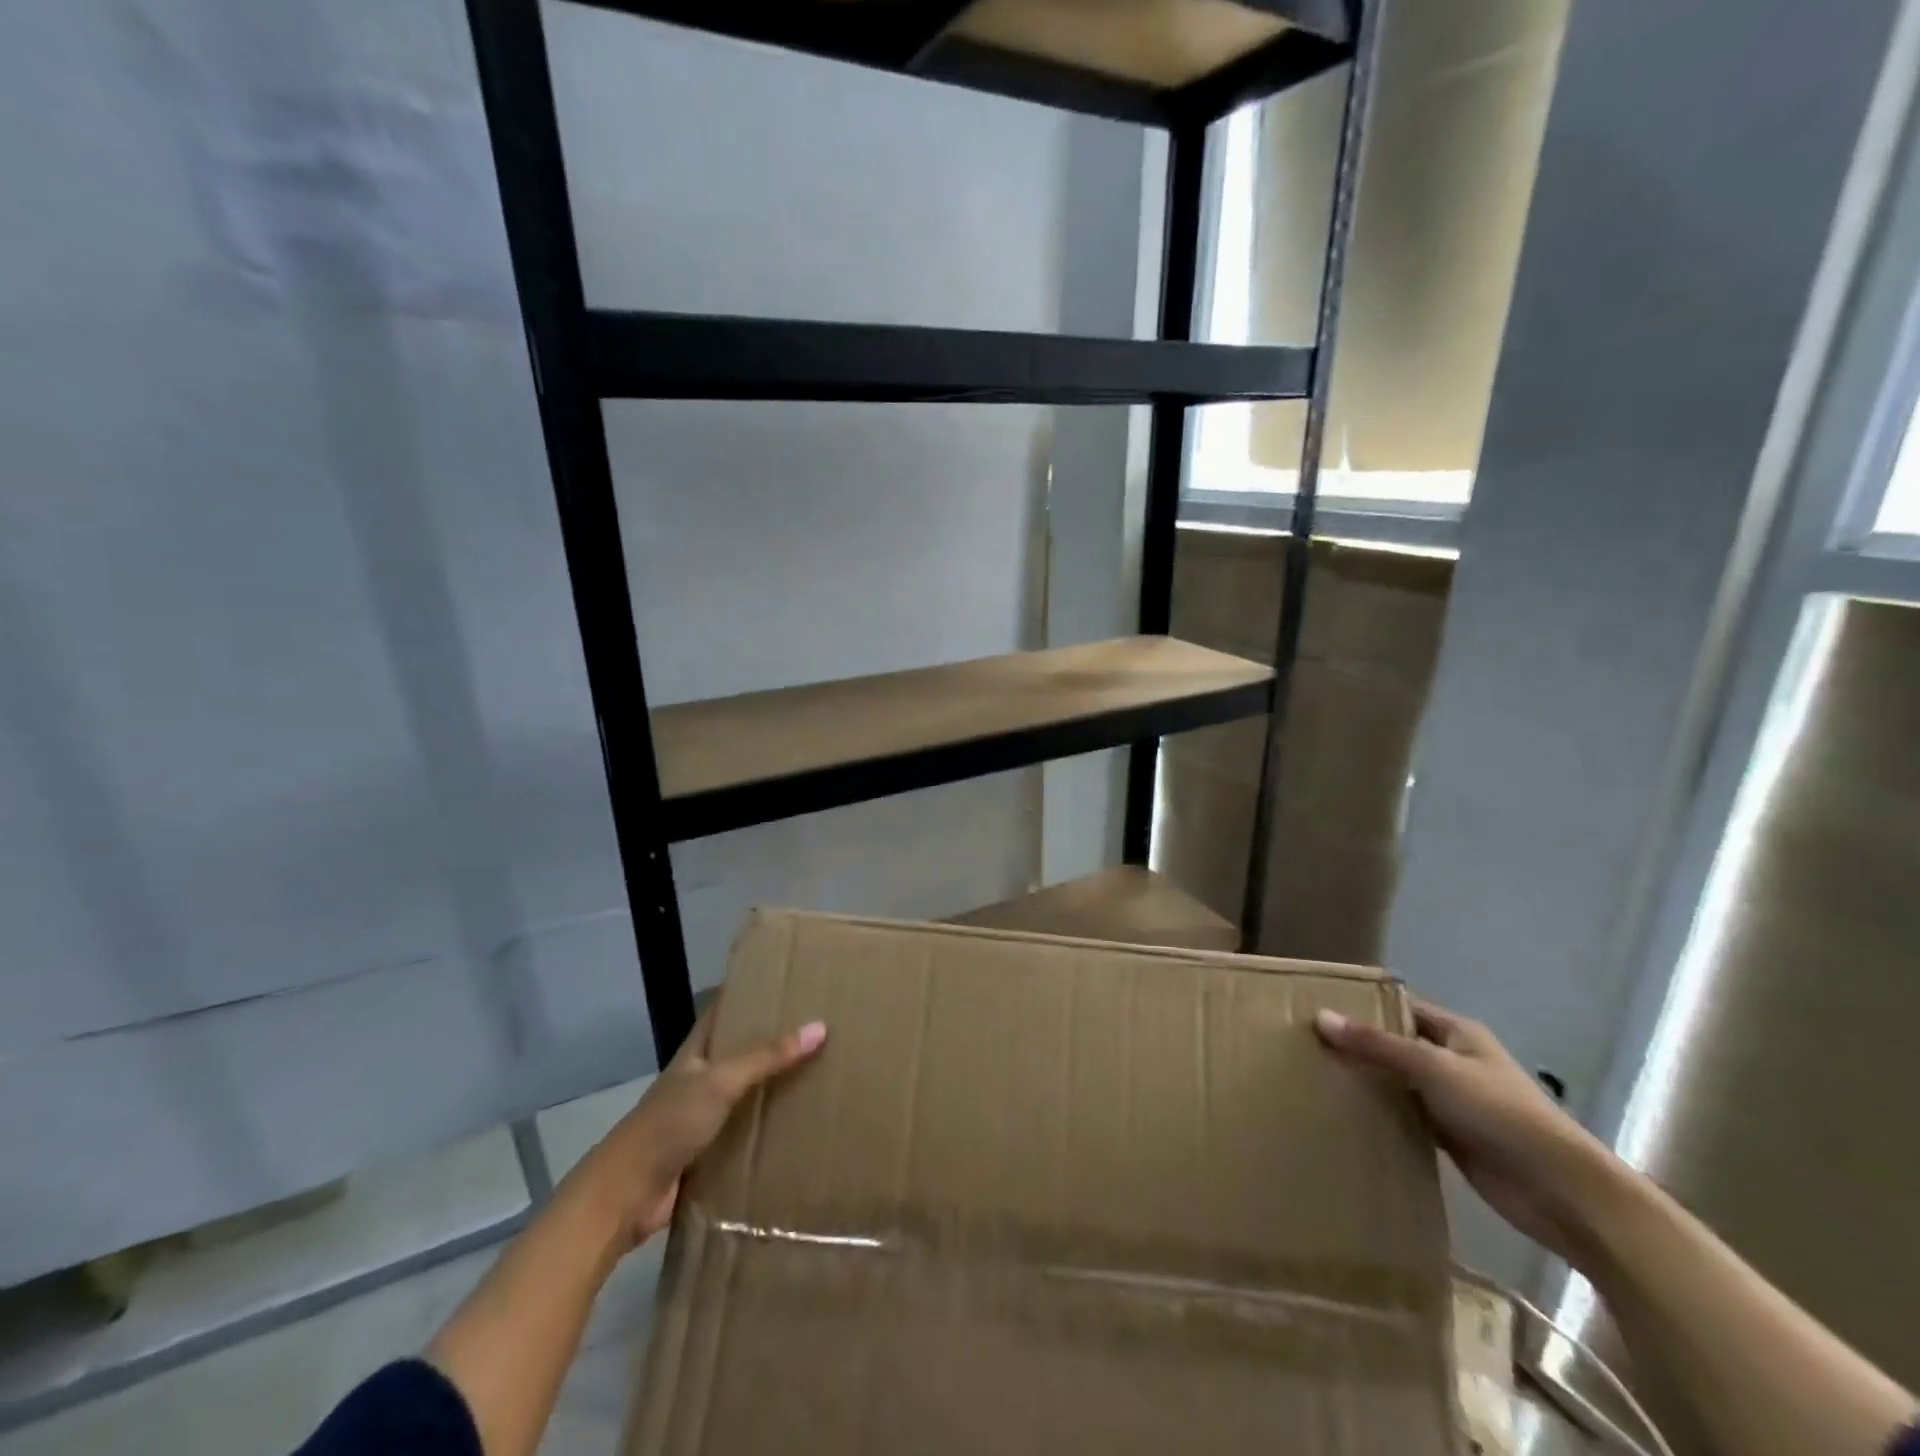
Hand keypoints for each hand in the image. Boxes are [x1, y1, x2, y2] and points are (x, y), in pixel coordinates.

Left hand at [561, 1009, 826, 1253]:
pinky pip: (747, 1132)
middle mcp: (701, 1078)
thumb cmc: (669, 1124)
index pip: (725, 1010)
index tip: (788, 982)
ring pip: (747, 1093)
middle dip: (775, 1041)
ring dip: (775, 1087)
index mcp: (697, 1051)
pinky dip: (769, 1128)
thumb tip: (819, 1027)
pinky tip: (801, 1126)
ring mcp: (703, 1116)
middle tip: (821, 1027)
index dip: (751, 994)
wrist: (625, 1196)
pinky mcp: (710, 1152)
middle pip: (742, 1051)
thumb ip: (766, 1056)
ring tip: (822, 1072)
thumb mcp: (720, 1082)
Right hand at [1315, 998, 1617, 1263]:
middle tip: (1304, 1043)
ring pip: (1397, 1081)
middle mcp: (1453, 1060)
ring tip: (1315, 1075)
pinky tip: (1345, 1113)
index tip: (1316, 1007)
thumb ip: (1377, 1045)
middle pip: (1396, 1043)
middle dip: (1357, 1044)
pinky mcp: (1449, 1137)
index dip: (1363, 1005)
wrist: (1561, 1192)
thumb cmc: (1500, 1113)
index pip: (1400, 1007)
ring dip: (1367, 1081)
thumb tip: (1320, 1017)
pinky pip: (1405, 1115)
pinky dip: (1380, 1113)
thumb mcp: (1434, 1068)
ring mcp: (1451, 1100)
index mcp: (1457, 1033)